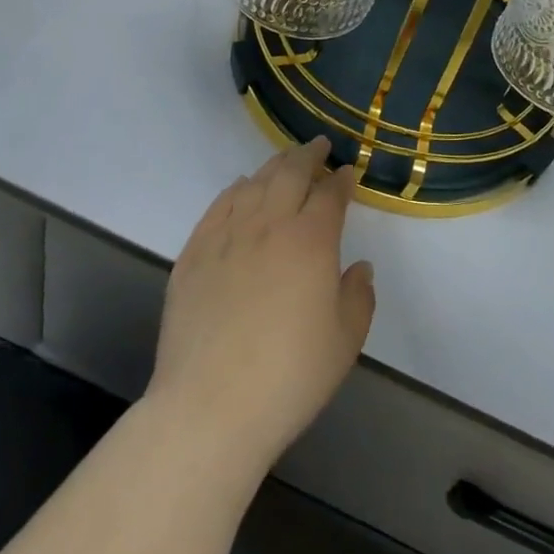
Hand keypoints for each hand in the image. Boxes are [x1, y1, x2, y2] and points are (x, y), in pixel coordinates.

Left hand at [147, 138, 374, 472]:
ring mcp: (227, 235)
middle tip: (319, 146)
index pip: (329, 194)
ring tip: (284, 162)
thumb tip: (358, 267)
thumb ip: (359, 297)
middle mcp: (269, 224)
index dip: (341, 180)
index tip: (347, 173)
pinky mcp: (194, 252)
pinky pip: (219, 205)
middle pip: (290, 174)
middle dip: (309, 155)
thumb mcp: (344, 342)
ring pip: (254, 183)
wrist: (210, 406)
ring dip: (274, 167)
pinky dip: (236, 190)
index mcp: (311, 240)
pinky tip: (241, 189)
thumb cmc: (289, 377)